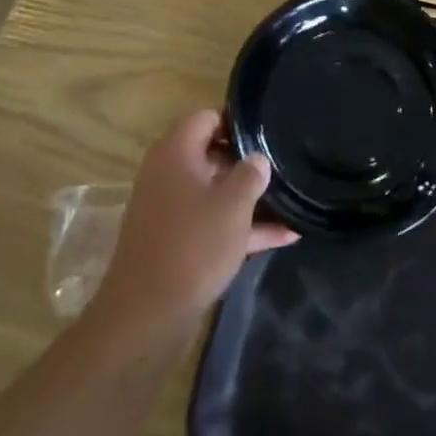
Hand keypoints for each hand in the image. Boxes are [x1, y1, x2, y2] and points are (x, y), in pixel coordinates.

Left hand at [94, 110, 296, 334]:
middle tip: (280, 166)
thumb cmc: (192, 246)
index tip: (267, 134)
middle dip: (246, 162)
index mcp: (175, 154)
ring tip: (290, 200)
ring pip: (214, 192)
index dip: (237, 122)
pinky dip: (240, 227)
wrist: (146, 318)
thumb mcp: (233, 204)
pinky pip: (211, 223)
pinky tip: (283, 237)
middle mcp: (167, 175)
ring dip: (248, 198)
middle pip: (211, 154)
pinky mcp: (174, 242)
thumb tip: (257, 159)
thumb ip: (251, 173)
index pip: (206, 117)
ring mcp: (169, 211)